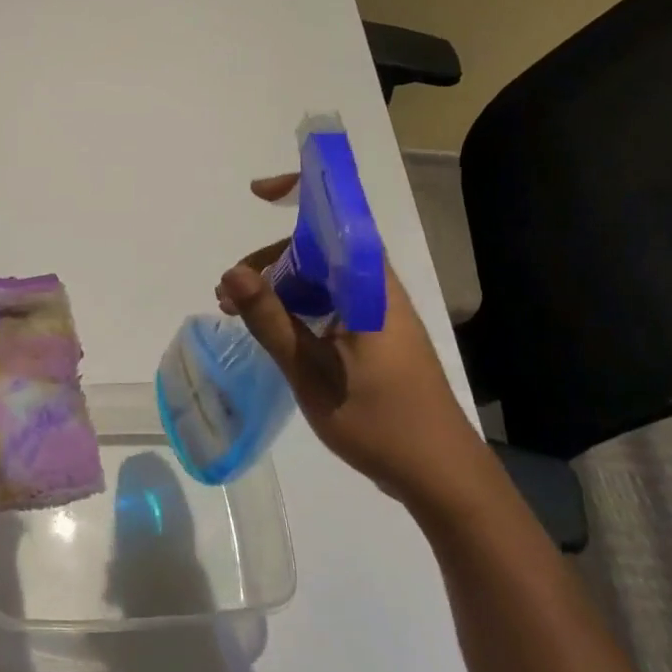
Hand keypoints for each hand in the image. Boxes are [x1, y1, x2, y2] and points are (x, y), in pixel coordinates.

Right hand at [218, 174, 490, 512]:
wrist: (442, 478)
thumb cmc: (380, 423)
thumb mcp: (312, 372)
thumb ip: (272, 320)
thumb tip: (232, 272)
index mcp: (369, 289)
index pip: (339, 219)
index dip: (301, 194)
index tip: (259, 193)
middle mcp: (376, 291)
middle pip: (319, 249)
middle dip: (270, 261)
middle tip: (229, 295)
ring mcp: (377, 314)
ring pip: (320, 278)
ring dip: (278, 287)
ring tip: (238, 315)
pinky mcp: (374, 337)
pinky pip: (328, 303)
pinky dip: (295, 308)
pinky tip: (270, 332)